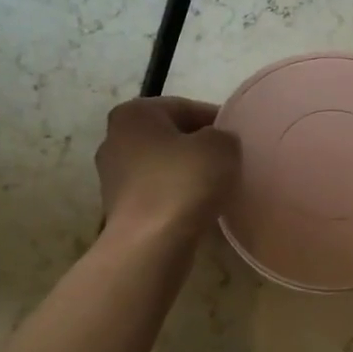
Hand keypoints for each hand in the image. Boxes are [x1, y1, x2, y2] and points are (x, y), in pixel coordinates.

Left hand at [95, 97, 240, 242]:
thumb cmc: (184, 182)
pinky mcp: (119, 209)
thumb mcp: (221, 146)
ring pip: (163, 167)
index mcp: (134, 113)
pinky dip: (177, 198)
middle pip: (171, 137)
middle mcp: (115, 139)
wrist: (151, 243)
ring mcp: (113, 177)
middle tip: (230, 162)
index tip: (239, 139)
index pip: (186, 108)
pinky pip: (157, 194)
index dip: (218, 121)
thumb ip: (223, 136)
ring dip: (188, 174)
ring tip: (218, 188)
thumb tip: (217, 144)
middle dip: (199, 148)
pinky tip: (199, 209)